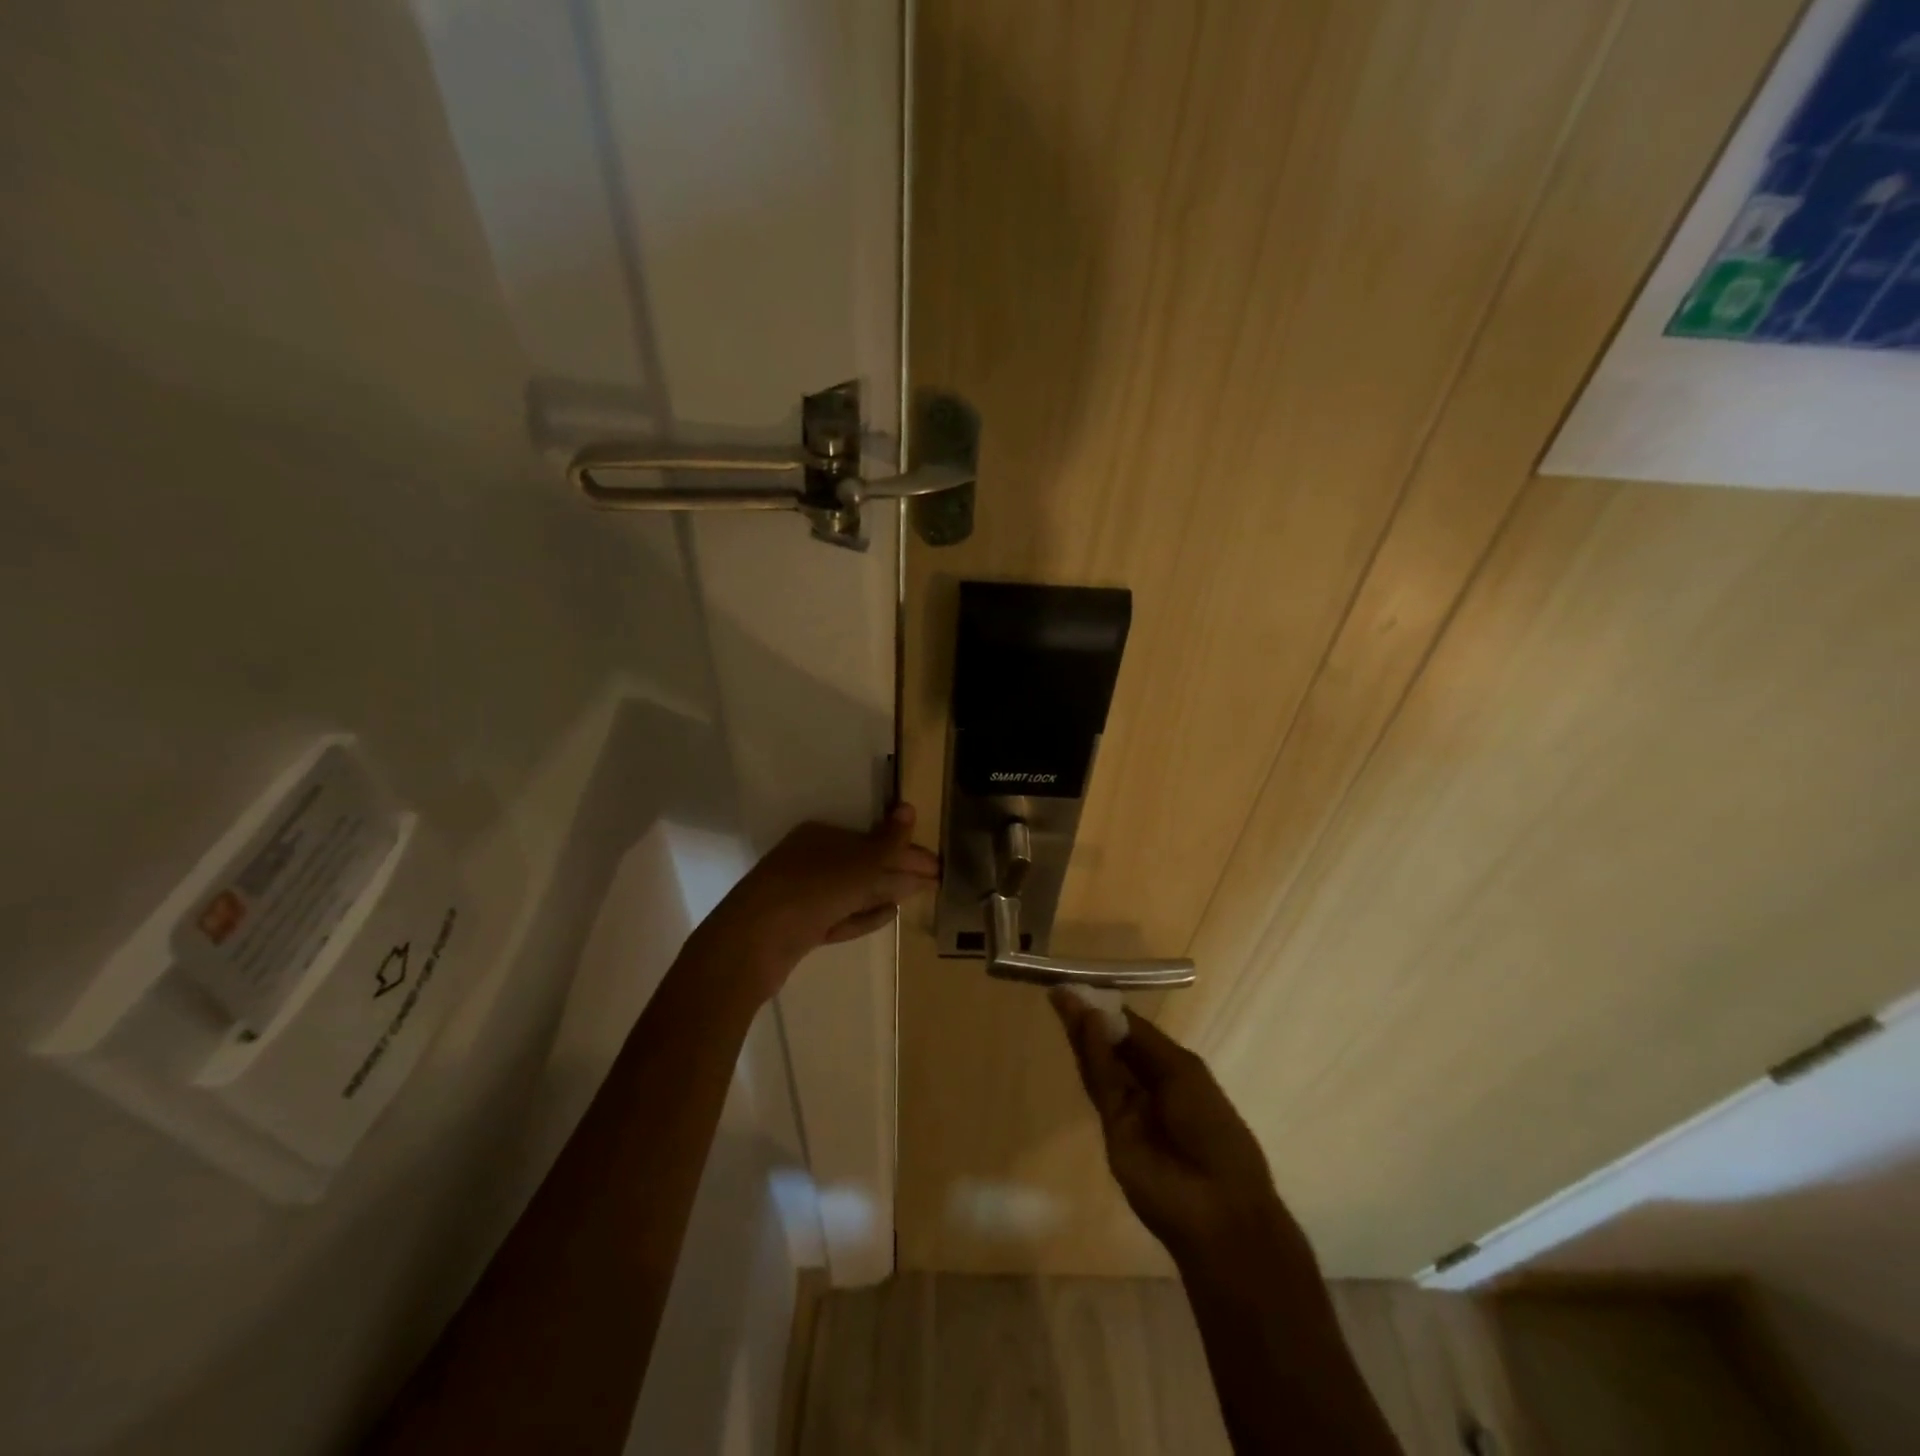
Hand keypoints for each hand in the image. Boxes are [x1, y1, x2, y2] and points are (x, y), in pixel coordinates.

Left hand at [699, 805, 939, 1000]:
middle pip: (865, 864)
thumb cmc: (810, 891)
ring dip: (885, 892)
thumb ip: (888, 843)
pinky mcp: (802, 927)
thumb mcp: (857, 865)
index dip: (907, 851)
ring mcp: (804, 895)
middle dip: (900, 872)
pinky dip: (865, 915)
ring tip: (916, 894)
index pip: (873, 840)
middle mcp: (811, 860)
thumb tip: (910, 810)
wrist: (751, 943)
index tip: (937, 866)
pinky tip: (888, 915)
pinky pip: (842, 916)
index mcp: (821, 836)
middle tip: (935, 882)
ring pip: (854, 891)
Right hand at [1050, 991, 1287, 1265]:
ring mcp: (1128, 1110)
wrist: (1218, 1206)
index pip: (1134, 1034)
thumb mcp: (1184, 1072)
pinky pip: (1101, 1087)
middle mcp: (1147, 1087)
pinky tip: (1084, 1027)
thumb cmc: (1214, 1129)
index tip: (1086, 987)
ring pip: (1100, 1065)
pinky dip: (1092, 1057)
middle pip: (1112, 1047)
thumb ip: (1140, 1042)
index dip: (1111, 1011)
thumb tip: (1101, 1012)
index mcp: (1172, 1071)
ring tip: (1064, 1000)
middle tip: (1064, 990)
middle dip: (1090, 1018)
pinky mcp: (1111, 1129)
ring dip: (1083, 1033)